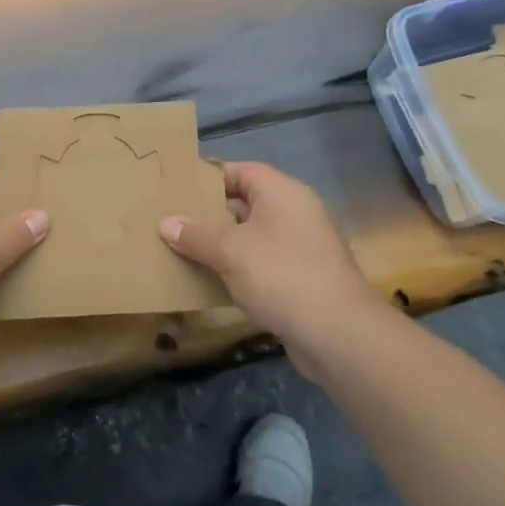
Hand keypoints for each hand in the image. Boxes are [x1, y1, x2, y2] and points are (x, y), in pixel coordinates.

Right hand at [159, 161, 376, 361]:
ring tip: (183, 249)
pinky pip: (262, 262)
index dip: (208, 178)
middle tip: (172, 220)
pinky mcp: (302, 277)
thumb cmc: (281, 276)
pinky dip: (238, 268)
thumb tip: (166, 223)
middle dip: (209, 214)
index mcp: (282, 193)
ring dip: (222, 244)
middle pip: (245, 203)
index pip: (241, 171)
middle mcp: (295, 212)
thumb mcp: (230, 252)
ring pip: (252, 236)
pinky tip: (210, 280)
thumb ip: (196, 235)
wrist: (338, 334)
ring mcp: (301, 246)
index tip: (177, 189)